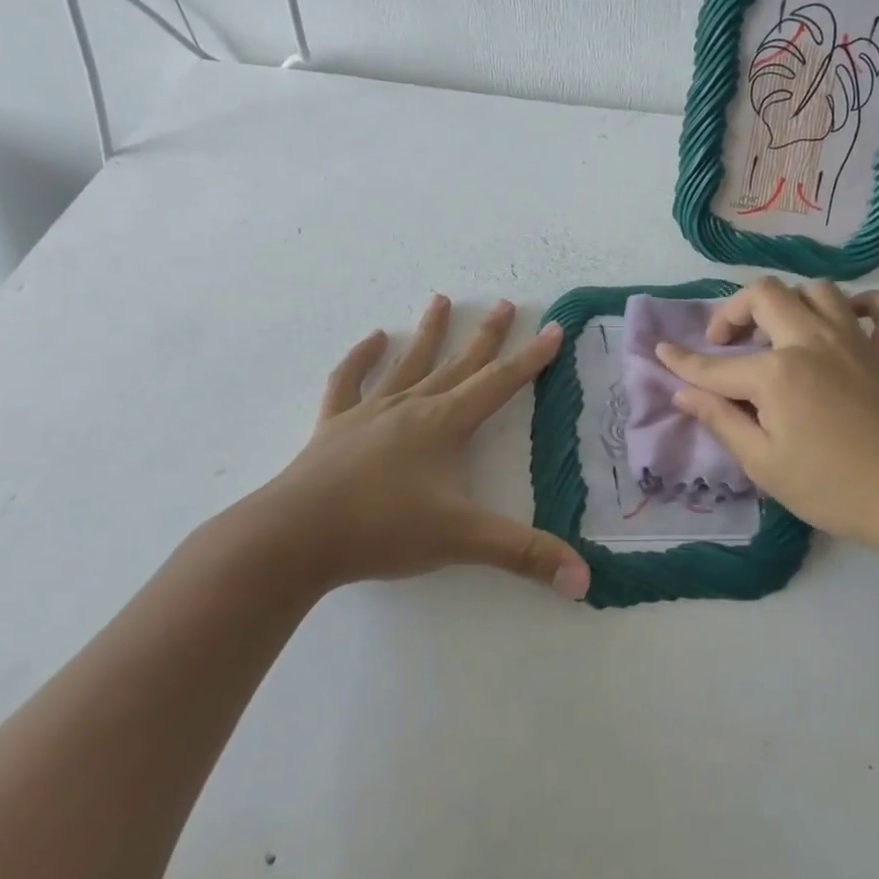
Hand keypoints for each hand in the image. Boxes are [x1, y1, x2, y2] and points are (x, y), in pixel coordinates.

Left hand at [223, 296, 591, 599]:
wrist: (293, 537)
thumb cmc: (382, 530)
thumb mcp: (462, 541)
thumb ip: (524, 555)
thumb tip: (585, 578)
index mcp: (445, 424)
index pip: (500, 383)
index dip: (531, 357)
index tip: (552, 328)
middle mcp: (412, 407)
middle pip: (458, 364)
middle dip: (485, 335)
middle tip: (503, 303)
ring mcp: (370, 412)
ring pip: (408, 363)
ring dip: (428, 332)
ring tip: (440, 300)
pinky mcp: (334, 426)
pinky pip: (349, 381)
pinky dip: (361, 358)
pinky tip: (372, 339)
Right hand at [655, 278, 878, 561]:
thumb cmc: (833, 489)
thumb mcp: (764, 464)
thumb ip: (720, 420)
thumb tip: (683, 392)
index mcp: (777, 372)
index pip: (715, 365)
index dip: (682, 362)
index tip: (661, 351)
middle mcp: (813, 341)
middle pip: (765, 295)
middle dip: (733, 311)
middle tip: (726, 342)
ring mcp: (858, 341)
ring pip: (818, 291)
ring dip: (791, 303)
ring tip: (780, 333)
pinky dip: (863, 306)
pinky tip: (848, 323)